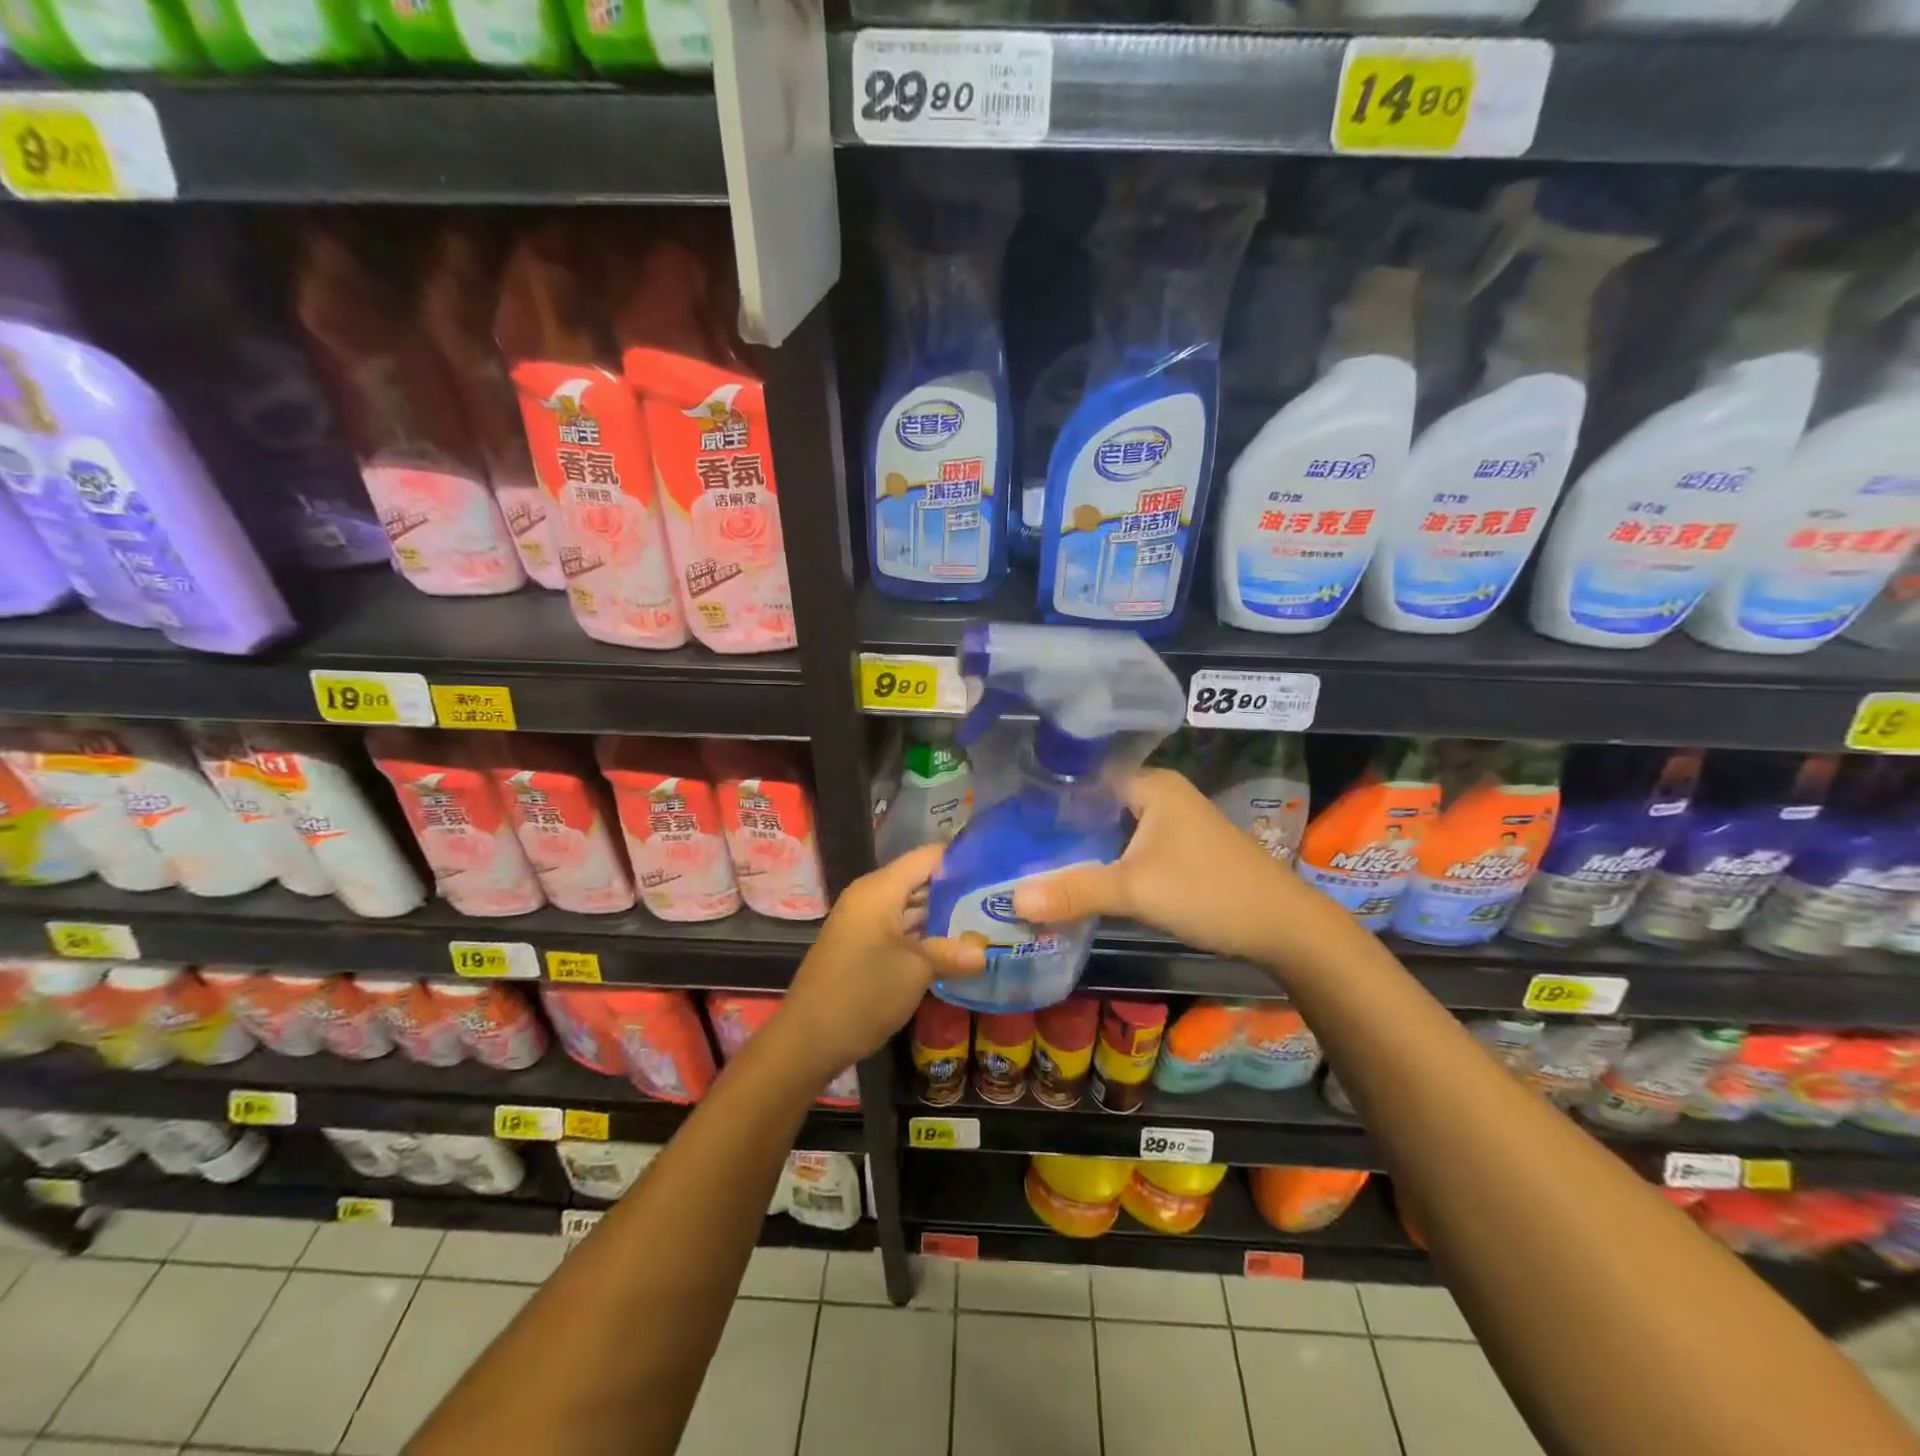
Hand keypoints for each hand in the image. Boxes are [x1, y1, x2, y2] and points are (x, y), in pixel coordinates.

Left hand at [778, 843, 983, 1075]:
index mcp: (880, 889)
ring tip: (985, 923)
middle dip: (956, 891)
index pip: (928, 857)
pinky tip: (954, 950)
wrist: (808, 1039)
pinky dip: (924, 935)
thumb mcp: (916, 971)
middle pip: (919, 880)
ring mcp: (863, 922)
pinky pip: (899, 929)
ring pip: (910, 907)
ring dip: (942, 917)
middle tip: (997, 901)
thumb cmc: (864, 993)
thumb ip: (951, 953)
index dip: (961, 860)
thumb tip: (984, 952)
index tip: (997, 868)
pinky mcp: (862, 946)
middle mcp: (870, 897)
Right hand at [1012, 768, 1308, 964]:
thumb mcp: (1136, 891)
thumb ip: (1074, 892)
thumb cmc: (1210, 892)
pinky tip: (1076, 879)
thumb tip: (1012, 900)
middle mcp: (1161, 795)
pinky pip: (1128, 847)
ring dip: (1081, 846)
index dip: (1047, 794)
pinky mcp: (1179, 850)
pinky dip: (1104, 861)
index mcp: (1151, 785)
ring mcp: (1173, 823)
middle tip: (1011, 843)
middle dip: (1058, 825)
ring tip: (1031, 860)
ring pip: (1112, 829)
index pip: (1085, 777)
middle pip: (1096, 804)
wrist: (1285, 928)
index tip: (1008, 814)